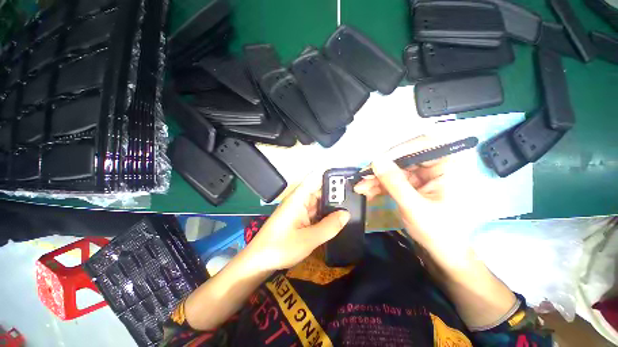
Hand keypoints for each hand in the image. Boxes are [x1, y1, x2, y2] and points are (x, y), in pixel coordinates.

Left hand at [245, 173, 350, 271]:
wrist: (258, 262)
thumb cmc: (280, 248)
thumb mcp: (308, 239)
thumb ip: (329, 226)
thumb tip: (346, 214)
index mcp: (299, 198)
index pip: (315, 177)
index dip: (330, 174)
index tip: (347, 175)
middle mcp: (300, 200)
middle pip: (320, 190)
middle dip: (336, 191)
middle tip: (356, 194)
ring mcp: (300, 209)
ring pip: (319, 202)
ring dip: (332, 203)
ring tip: (352, 204)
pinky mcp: (300, 218)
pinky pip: (316, 212)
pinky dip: (326, 214)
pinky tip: (338, 217)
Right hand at [354, 136, 473, 267]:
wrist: (443, 254)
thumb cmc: (438, 232)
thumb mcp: (414, 206)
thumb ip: (394, 182)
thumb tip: (375, 160)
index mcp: (448, 167)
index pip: (424, 144)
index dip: (399, 150)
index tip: (378, 161)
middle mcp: (435, 167)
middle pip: (403, 158)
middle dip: (381, 168)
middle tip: (362, 176)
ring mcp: (421, 176)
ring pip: (394, 170)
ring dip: (376, 178)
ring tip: (360, 188)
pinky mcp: (411, 185)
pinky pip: (392, 180)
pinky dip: (379, 185)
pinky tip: (367, 191)